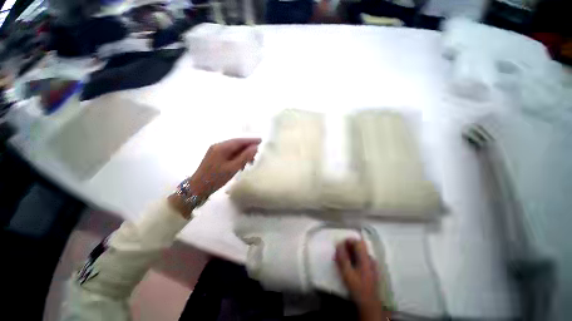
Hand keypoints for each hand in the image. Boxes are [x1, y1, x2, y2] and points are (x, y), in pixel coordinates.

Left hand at [188, 138, 260, 196]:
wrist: (197, 188)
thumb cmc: (216, 178)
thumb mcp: (233, 168)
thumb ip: (245, 156)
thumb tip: (255, 147)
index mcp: (222, 147)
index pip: (239, 141)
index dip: (251, 140)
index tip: (261, 141)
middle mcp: (218, 146)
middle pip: (236, 144)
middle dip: (248, 148)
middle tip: (257, 155)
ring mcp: (215, 151)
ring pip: (233, 149)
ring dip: (243, 154)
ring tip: (251, 162)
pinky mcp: (215, 157)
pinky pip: (229, 154)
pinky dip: (237, 157)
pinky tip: (241, 164)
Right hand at [335, 239, 385, 320]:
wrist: (369, 304)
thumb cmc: (358, 288)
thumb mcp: (347, 274)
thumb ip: (342, 258)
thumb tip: (338, 244)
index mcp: (366, 258)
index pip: (358, 242)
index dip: (348, 240)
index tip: (339, 245)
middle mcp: (370, 259)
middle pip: (359, 246)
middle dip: (348, 247)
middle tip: (339, 252)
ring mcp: (371, 264)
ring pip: (359, 252)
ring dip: (350, 252)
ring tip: (341, 259)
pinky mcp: (370, 270)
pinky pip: (361, 258)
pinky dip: (353, 258)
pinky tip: (348, 265)